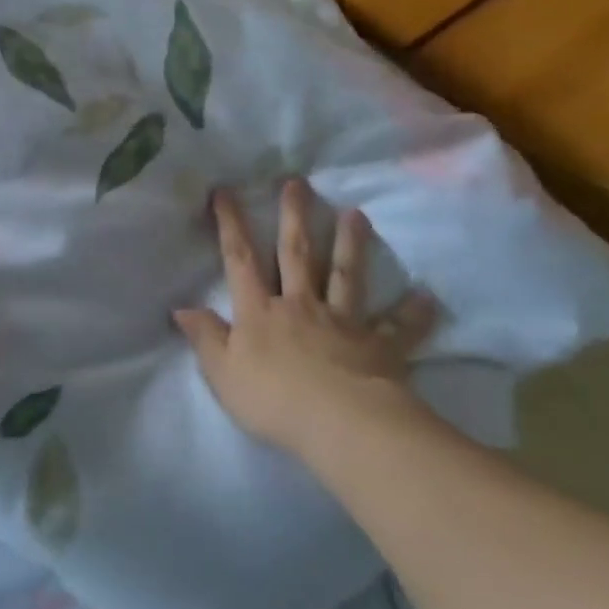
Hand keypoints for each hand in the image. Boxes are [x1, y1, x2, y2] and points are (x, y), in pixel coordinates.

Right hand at [173, 181, 437, 457]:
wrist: (340, 425)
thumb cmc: (272, 399)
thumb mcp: (222, 372)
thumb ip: (205, 337)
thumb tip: (181, 308)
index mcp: (260, 311)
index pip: (240, 259)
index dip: (231, 224)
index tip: (225, 191)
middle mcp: (300, 305)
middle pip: (296, 254)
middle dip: (294, 216)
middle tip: (298, 183)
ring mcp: (342, 322)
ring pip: (345, 275)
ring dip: (351, 244)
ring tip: (358, 214)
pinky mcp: (379, 346)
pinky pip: (398, 327)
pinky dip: (413, 313)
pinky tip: (428, 297)